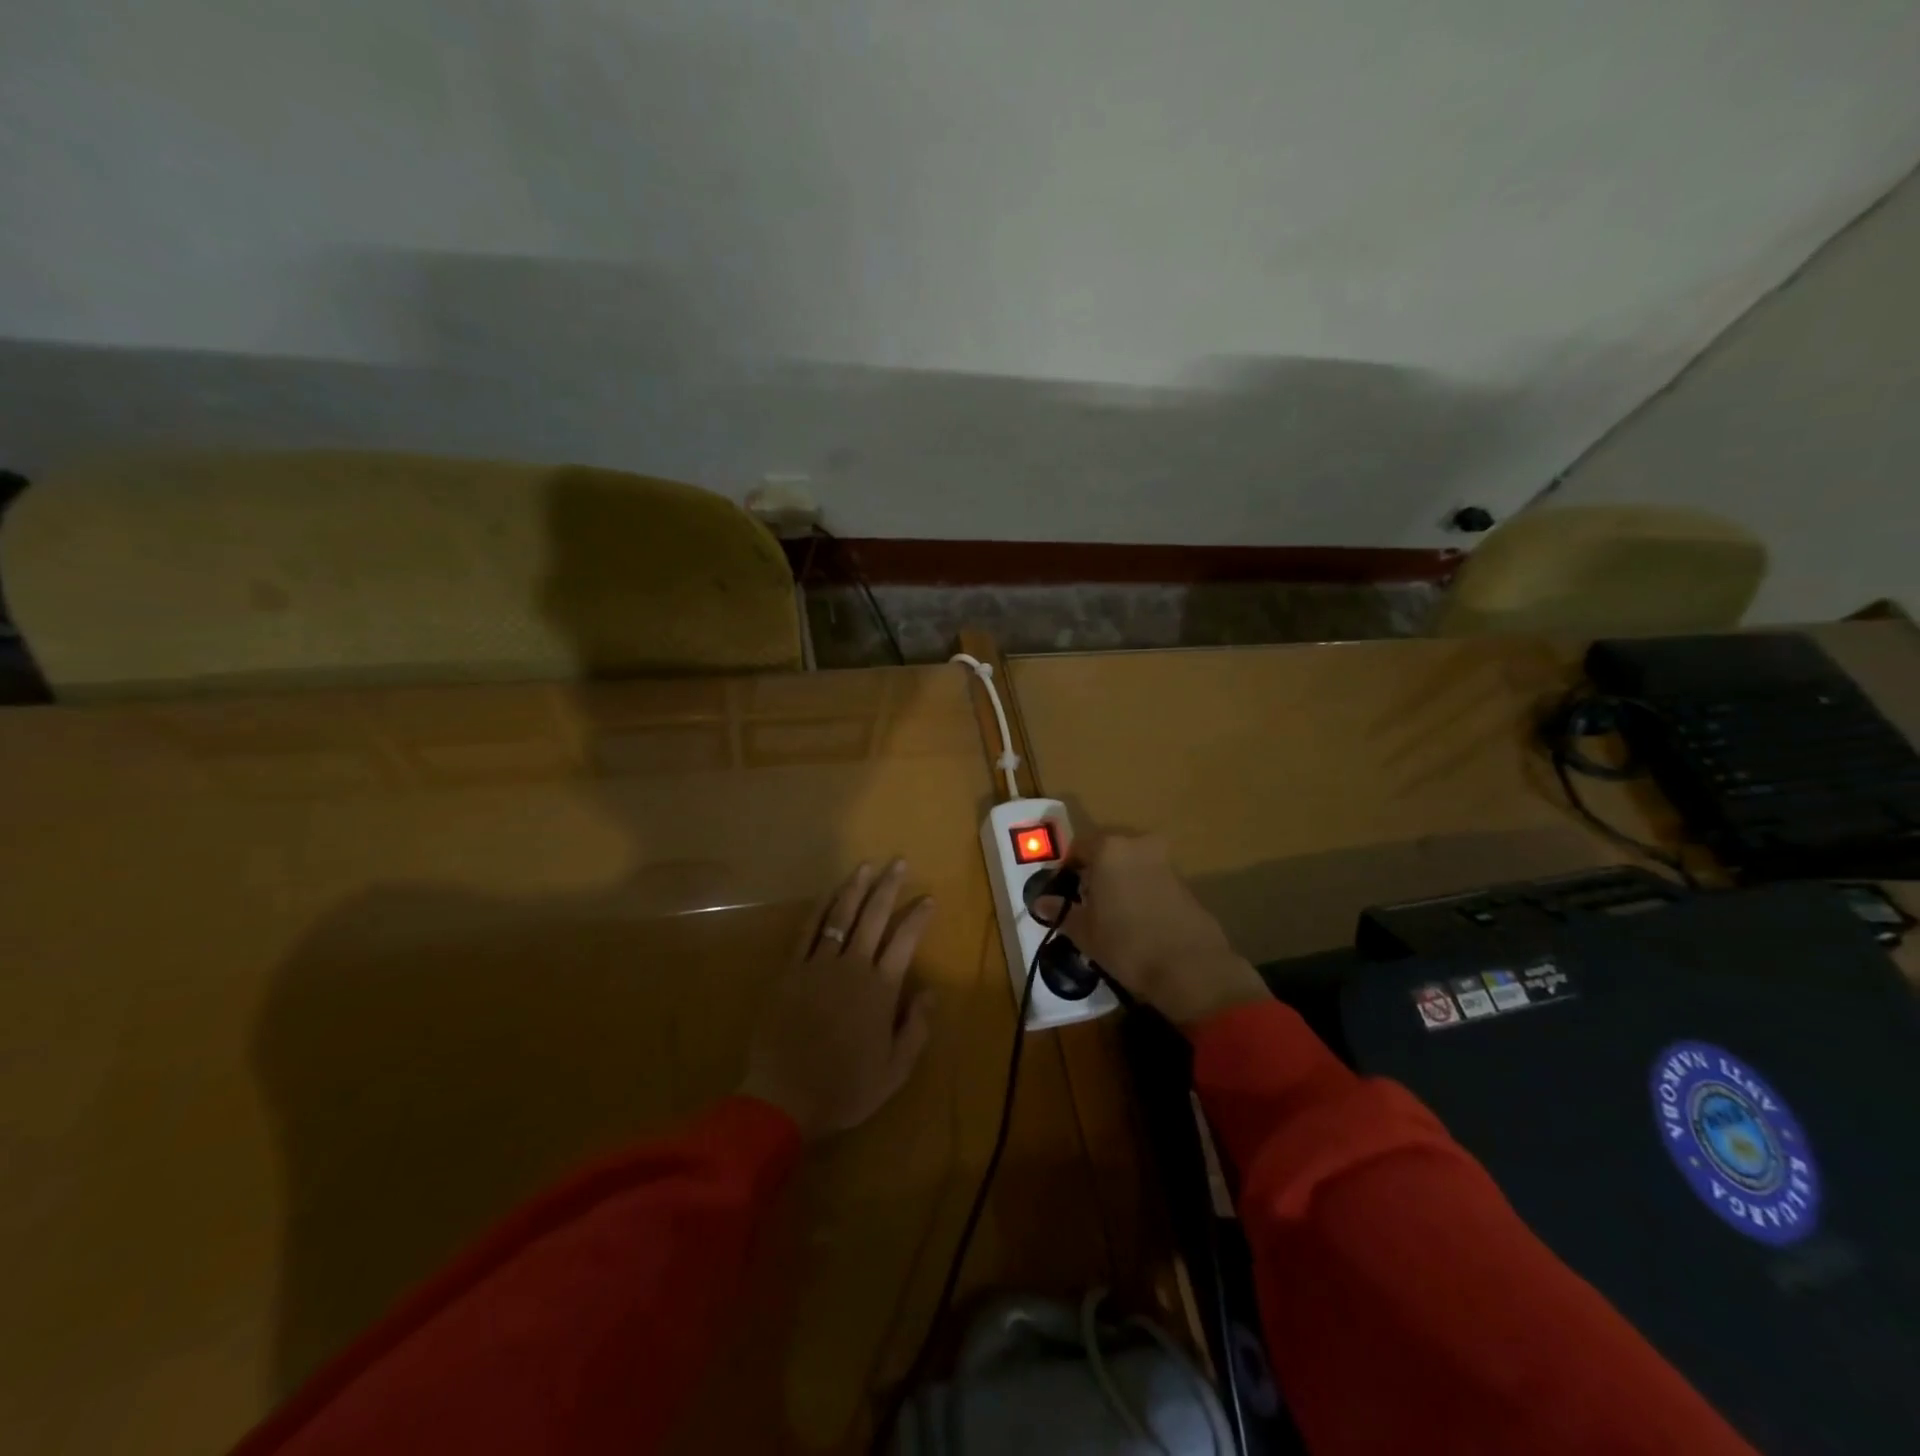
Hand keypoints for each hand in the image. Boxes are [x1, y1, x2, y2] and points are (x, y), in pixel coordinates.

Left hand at [740, 860, 935, 1139]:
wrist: (784, 1097)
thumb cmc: (845, 1088)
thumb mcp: (895, 1070)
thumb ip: (916, 1028)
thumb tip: (930, 991)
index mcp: (881, 990)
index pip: (905, 941)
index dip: (918, 917)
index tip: (928, 898)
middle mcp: (853, 967)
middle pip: (874, 917)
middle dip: (888, 887)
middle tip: (899, 862)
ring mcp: (818, 965)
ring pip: (840, 916)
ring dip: (855, 888)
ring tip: (866, 866)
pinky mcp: (791, 970)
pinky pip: (807, 931)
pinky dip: (819, 909)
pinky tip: (828, 893)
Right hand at [1042, 832, 1267, 1026]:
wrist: (1190, 968)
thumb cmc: (1126, 944)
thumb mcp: (1084, 931)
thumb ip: (1060, 911)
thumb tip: (1040, 902)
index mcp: (1108, 848)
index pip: (1078, 848)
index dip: (1067, 871)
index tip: (1063, 895)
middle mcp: (1138, 845)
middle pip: (1107, 853)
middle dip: (1095, 874)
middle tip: (1086, 904)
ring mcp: (1165, 862)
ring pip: (1131, 865)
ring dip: (1119, 883)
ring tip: (1111, 917)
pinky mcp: (1185, 883)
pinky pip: (1152, 880)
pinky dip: (1140, 893)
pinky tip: (1137, 923)